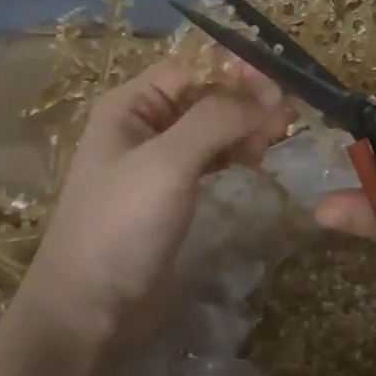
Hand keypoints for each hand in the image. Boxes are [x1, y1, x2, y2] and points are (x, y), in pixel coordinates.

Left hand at [20, 59, 288, 356]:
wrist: (90, 307)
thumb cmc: (122, 224)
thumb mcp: (168, 162)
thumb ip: (217, 119)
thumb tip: (270, 94)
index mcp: (131, 105)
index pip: (192, 67)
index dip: (235, 70)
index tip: (279, 85)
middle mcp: (144, 125)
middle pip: (204, 95)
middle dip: (244, 101)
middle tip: (286, 120)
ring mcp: (157, 161)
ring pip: (210, 127)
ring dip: (243, 128)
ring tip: (273, 143)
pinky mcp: (171, 193)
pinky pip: (209, 158)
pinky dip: (234, 154)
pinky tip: (255, 162)